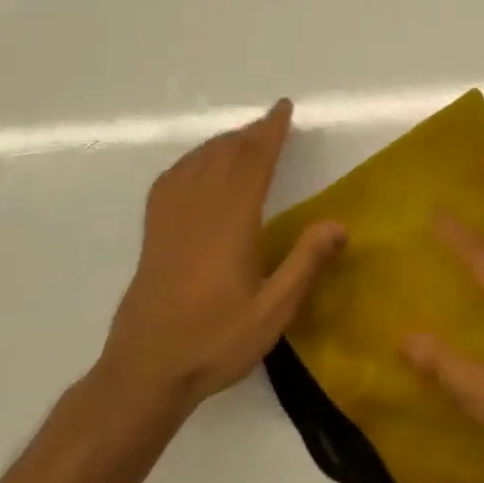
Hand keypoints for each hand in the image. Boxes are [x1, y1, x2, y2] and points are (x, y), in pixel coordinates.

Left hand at [96, 99, 345, 418]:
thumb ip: (305, 264)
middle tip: (270, 121)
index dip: (270, 133)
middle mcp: (198, 213)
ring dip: (221, 144)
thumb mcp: (272, 312)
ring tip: (241, 137)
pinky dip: (189, 163)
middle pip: (224, 157)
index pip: (253, 164)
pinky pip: (169, 183)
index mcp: (231, 225)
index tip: (283, 109)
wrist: (145, 373)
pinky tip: (195, 167)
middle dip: (249, 134)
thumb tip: (338, 223)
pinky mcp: (152, 237)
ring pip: (196, 165)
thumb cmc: (215, 342)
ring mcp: (169, 223)